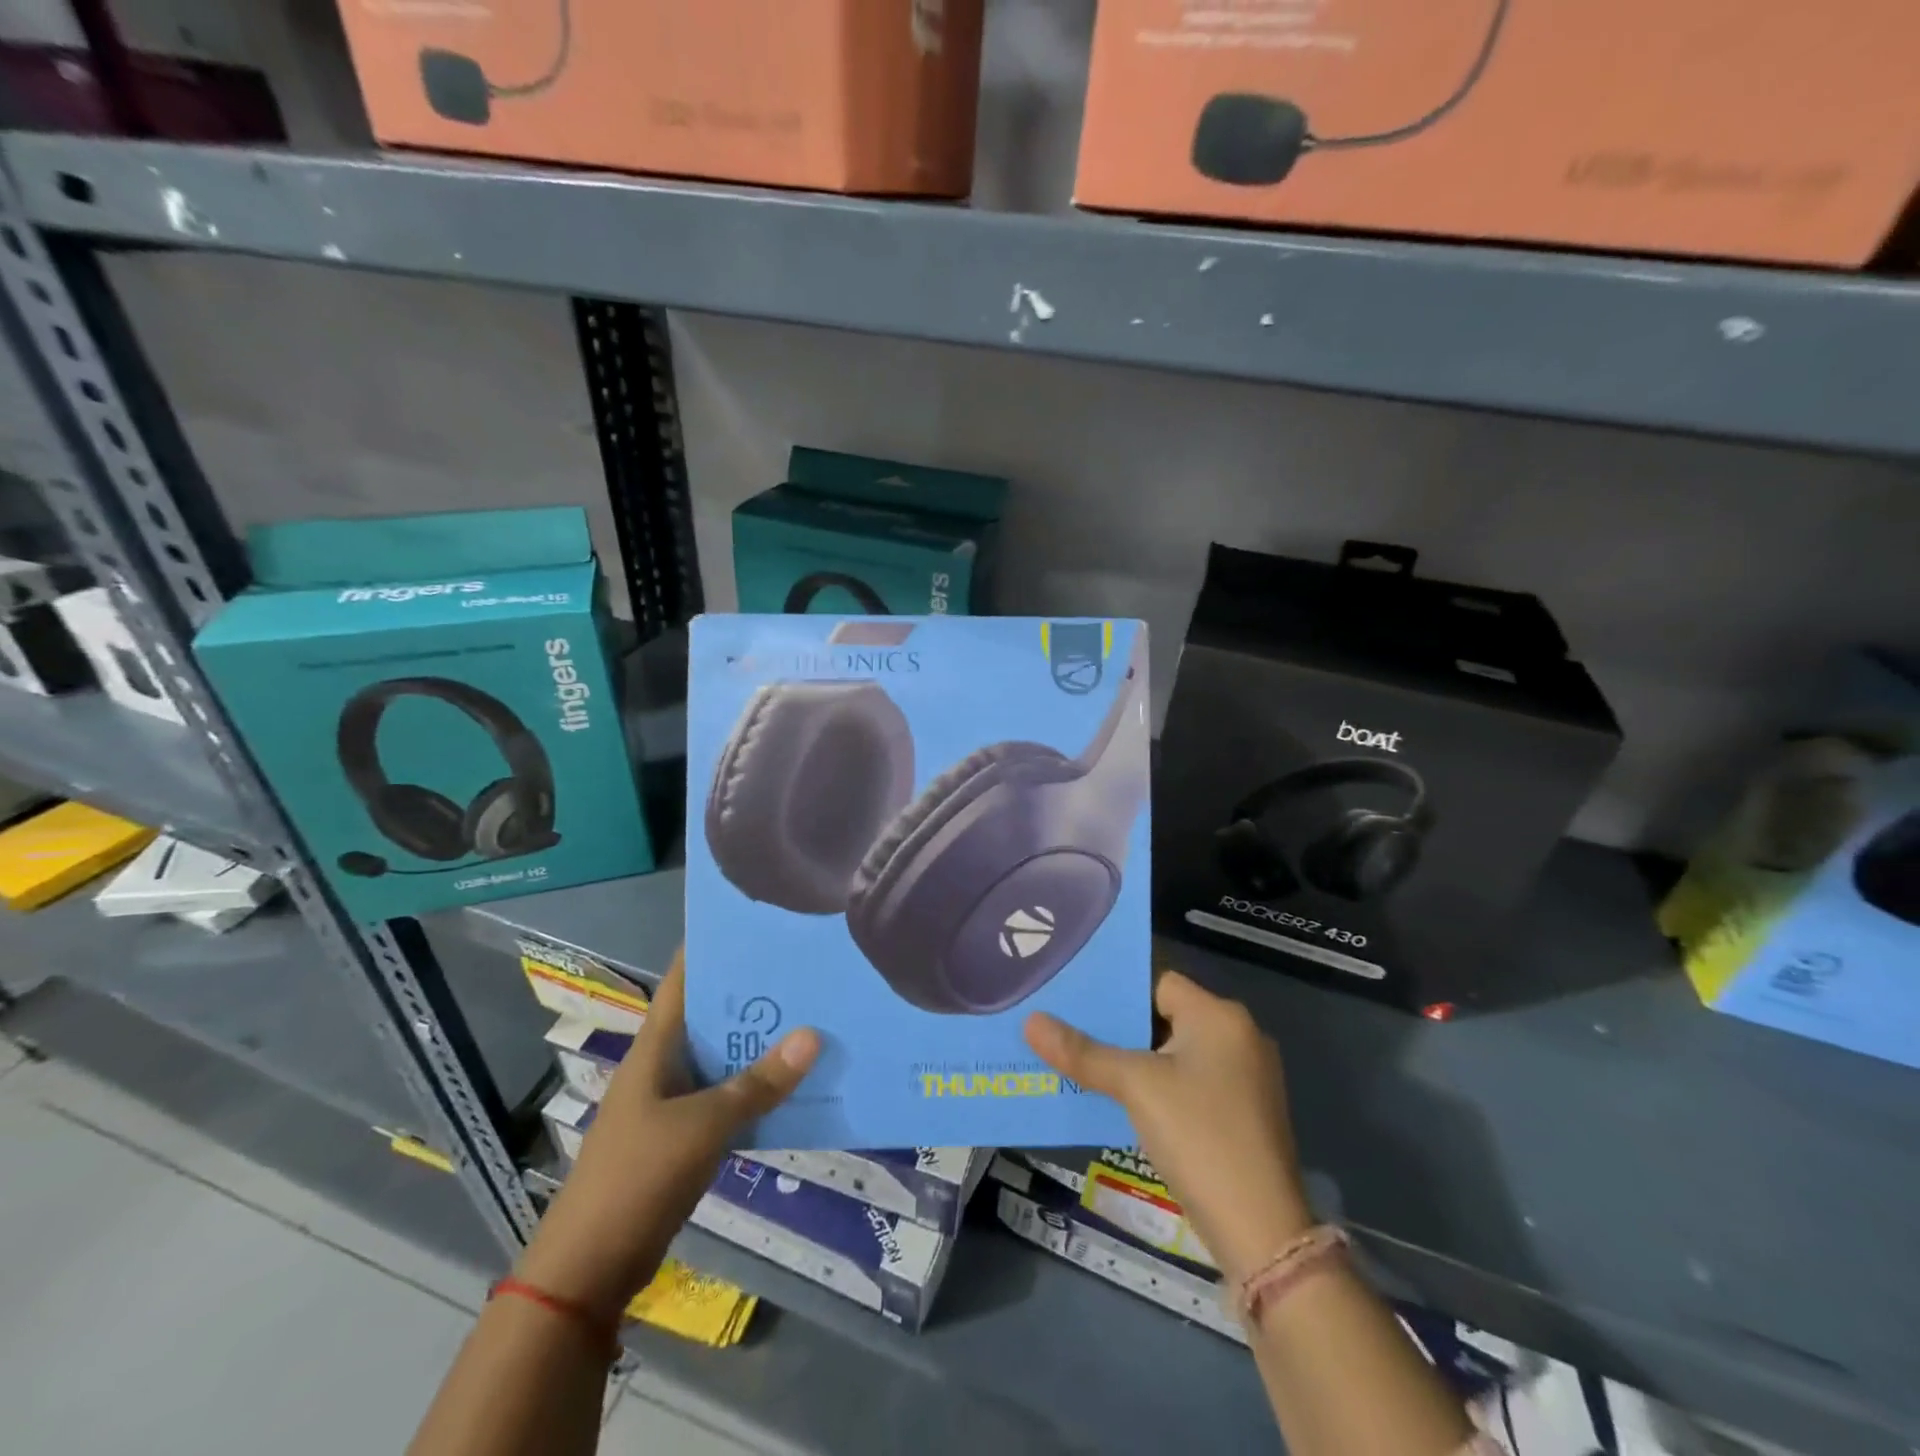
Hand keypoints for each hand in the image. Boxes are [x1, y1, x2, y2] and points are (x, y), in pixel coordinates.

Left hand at [515, 948, 819, 1318]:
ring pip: (724, 1058)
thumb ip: (758, 1083)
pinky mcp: (684, 1138)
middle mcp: (664, 1065)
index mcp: (655, 1047)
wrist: (588, 1270)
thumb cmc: (637, 1178)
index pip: (683, 979)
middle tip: (807, 967)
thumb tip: (813, 1034)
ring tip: (813, 1015)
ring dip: (760, 1044)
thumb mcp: (703, 1126)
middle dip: (754, 994)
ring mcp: (673, 1103)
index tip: (759, 922)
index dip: (713, 947)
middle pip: (712, 1016)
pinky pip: (728, 1098)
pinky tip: (796, 1083)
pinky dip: (757, 1089)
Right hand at [1024, 970, 1312, 1284]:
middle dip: (1121, 1029)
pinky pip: (1191, 1084)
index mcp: (1220, 1016)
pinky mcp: (1245, 1114)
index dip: (1119, 991)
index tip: (1076, 1002)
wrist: (1261, 1232)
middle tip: (1071, 1033)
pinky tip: (1124, 1104)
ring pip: (1177, 1055)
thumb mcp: (1135, 1087)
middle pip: (1166, 1018)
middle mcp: (1240, 1037)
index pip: (1159, 982)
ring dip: (1137, 1062)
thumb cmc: (1199, 1136)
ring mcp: (1247, 1078)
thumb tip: (1030, 1022)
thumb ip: (1083, 1053)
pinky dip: (1160, 1089)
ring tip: (1087, 1067)